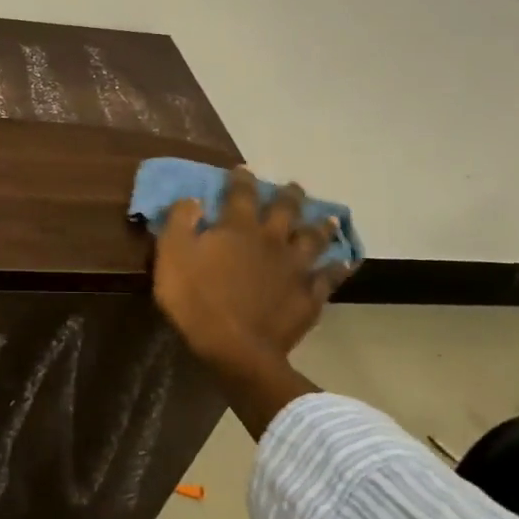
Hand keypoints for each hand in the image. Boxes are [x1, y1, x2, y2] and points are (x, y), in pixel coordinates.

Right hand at [152, 169, 354, 435]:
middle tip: (294, 187)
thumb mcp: (172, 255)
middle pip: (285, 211)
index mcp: (238, 228)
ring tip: (330, 218)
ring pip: (314, 240)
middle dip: (289, 195)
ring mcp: (295, 268)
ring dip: (321, 226)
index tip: (244, 169)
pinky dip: (338, 268)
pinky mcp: (309, 296)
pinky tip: (345, 263)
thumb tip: (193, 199)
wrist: (236, 348)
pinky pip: (329, 278)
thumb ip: (180, 222)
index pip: (241, 194)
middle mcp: (271, 240)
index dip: (241, 180)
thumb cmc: (196, 300)